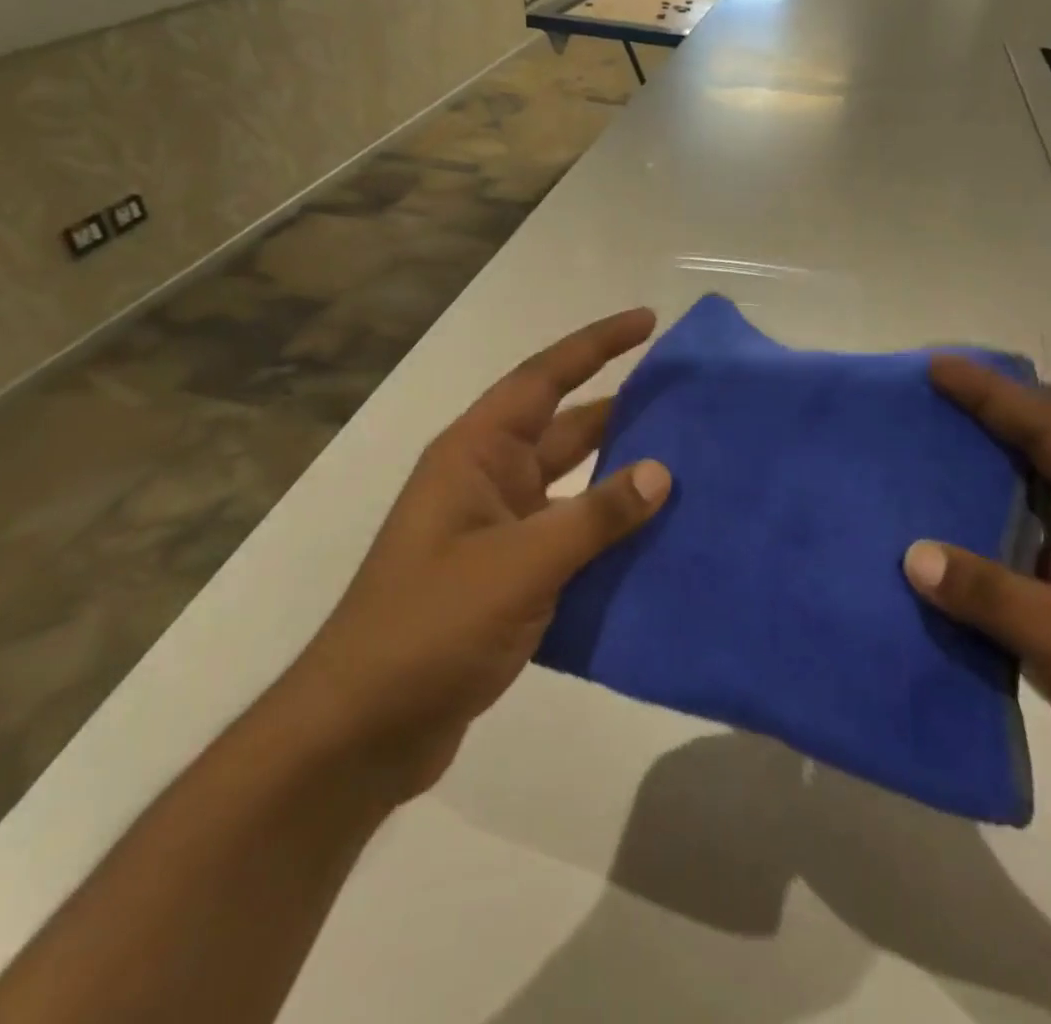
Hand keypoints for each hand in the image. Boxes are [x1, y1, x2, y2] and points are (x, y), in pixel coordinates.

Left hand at [290, 309, 671, 803]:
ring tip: (686, 466)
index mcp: (476, 453)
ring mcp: (497, 529)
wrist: (363, 729)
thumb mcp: (520, 564)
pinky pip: (570, 536)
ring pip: (572, 485)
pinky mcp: (508, 576)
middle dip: (621, 409)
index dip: (596, 344)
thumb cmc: (431, 625)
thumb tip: (660, 472)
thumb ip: (595, 516)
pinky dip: (608, 533)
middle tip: (684, 399)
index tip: (647, 321)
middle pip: (564, 427)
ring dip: (619, 477)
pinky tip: (655, 541)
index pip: (543, 377)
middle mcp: (487, 479)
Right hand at [903, 355, 1050, 910]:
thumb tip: (912, 556)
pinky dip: (961, 582)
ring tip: (889, 485)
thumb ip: (998, 596)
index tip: (935, 367)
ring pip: (1008, 535)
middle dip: (966, 445)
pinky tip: (911, 572)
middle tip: (900, 419)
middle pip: (1025, 475)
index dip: (993, 397)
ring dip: (955, 515)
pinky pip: (1001, 593)